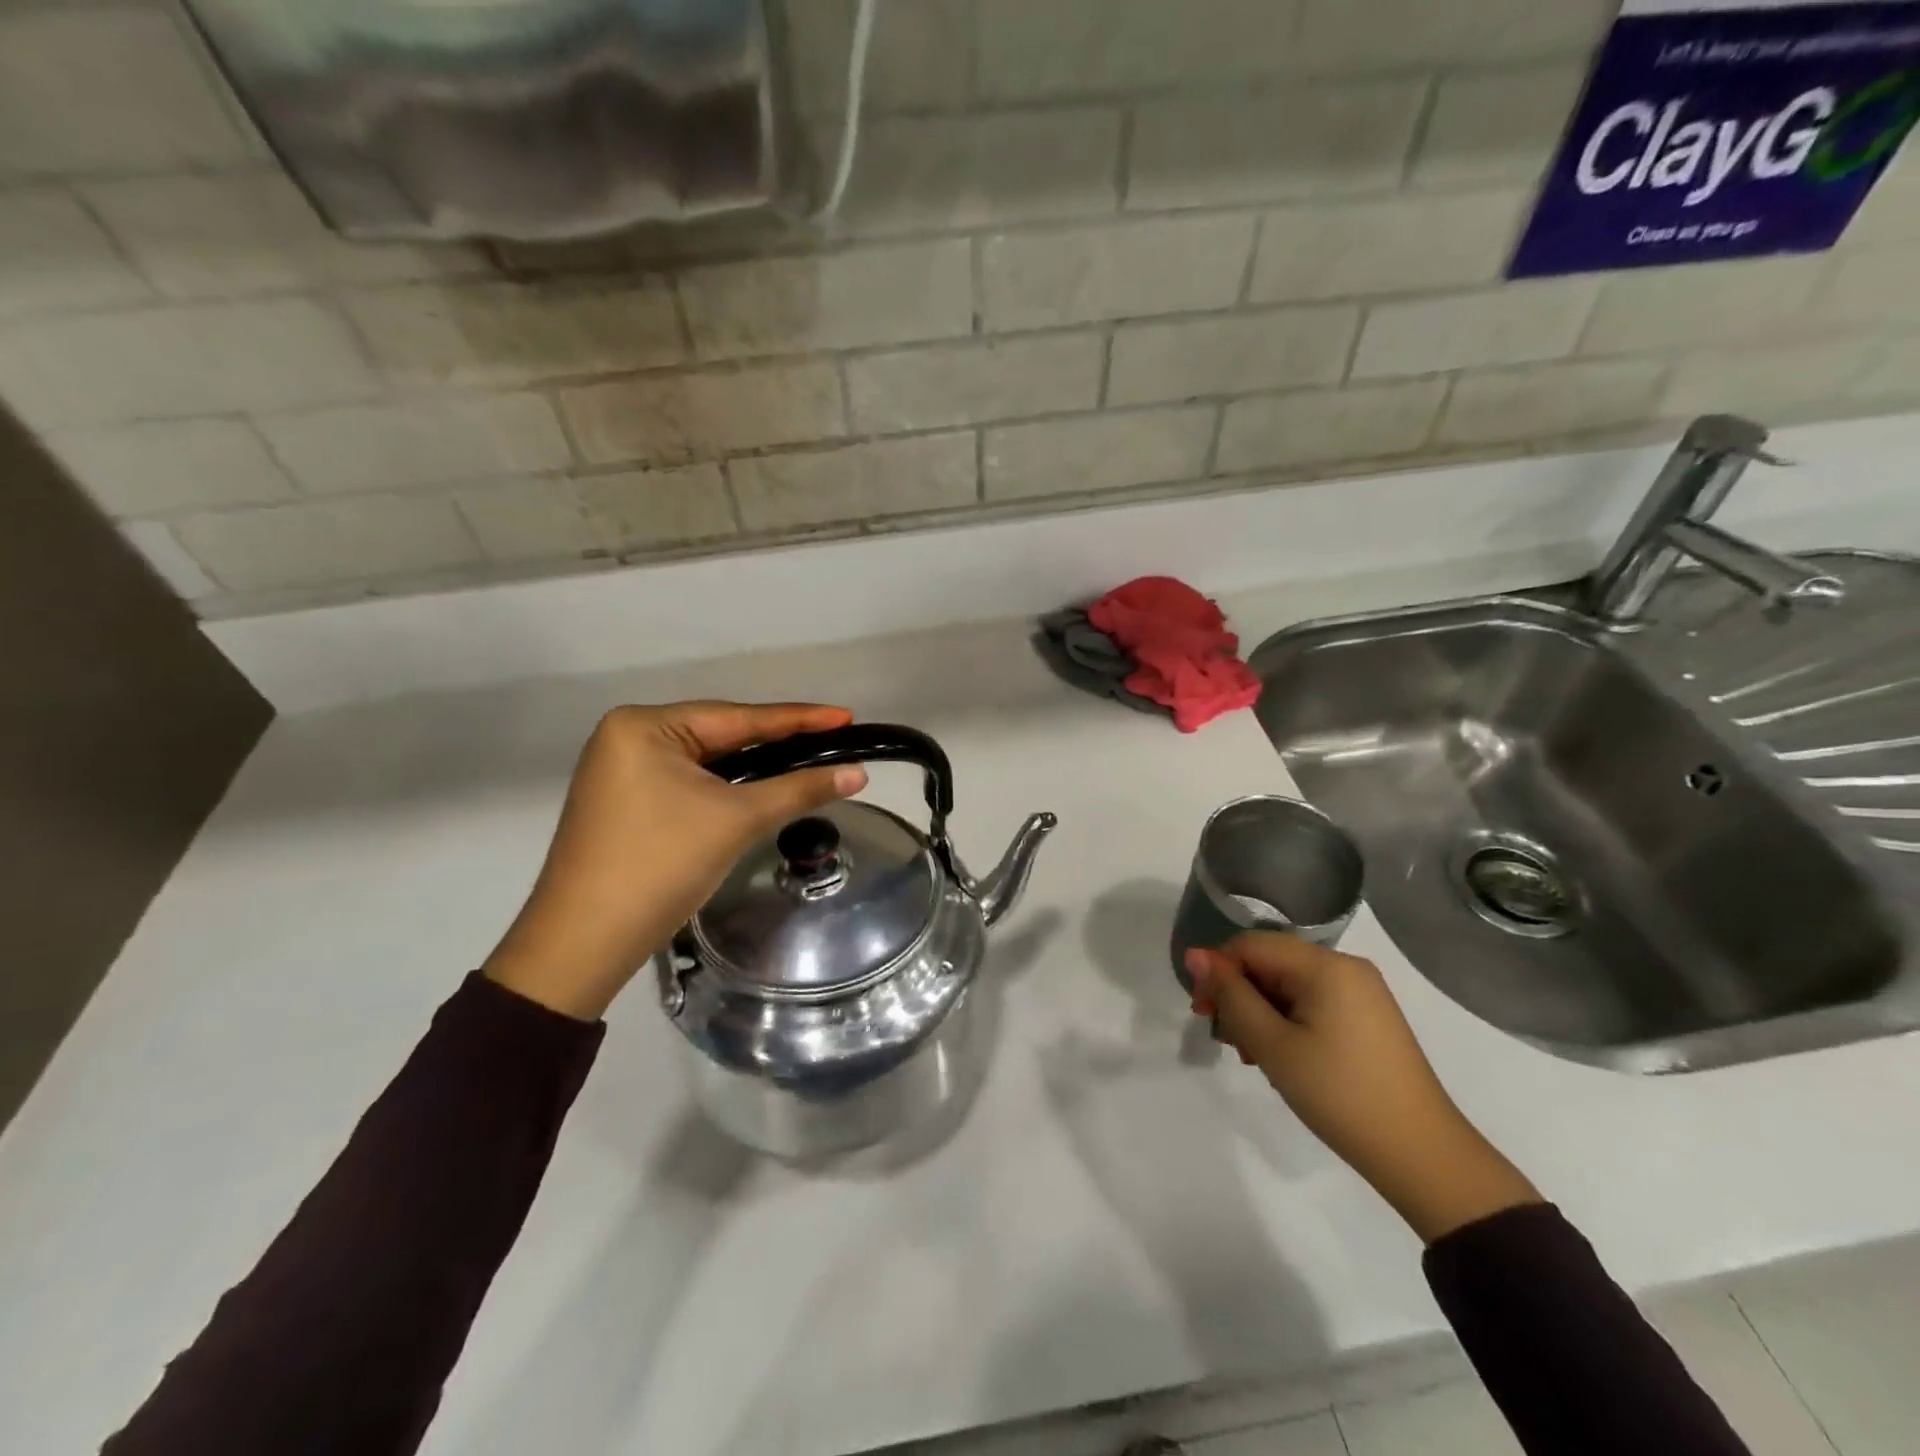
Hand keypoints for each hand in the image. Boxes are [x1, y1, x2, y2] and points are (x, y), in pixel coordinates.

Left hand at [484, 701, 867, 1020]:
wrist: (582, 944)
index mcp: (644, 726)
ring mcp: (622, 771)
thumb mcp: (736, 820)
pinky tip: (760, 788)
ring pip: (707, 762)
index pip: (738, 717)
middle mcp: (628, 737)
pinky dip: (727, 788)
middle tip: (833, 741)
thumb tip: (858, 774)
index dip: (799, 719)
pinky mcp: (626, 803)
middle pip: (721, 735)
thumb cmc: (659, 866)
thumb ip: (798, 789)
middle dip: (777, 743)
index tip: (845, 717)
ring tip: (808, 760)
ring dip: (755, 767)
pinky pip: (689, 783)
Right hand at [1186, 933, 1538, 1241]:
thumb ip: (1231, 995)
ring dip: (1260, 1012)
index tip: (1201, 1012)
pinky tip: (1280, 1057)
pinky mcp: (1368, 1017)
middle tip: (1225, 1040)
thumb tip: (1195, 955)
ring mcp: (1361, 992)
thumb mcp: (1273, 1045)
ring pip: (1289, 985)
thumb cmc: (1340, 1094)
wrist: (1423, 1156)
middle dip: (1239, 995)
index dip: (1217, 971)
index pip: (1251, 945)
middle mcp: (1345, 967)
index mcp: (1325, 965)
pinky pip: (1312, 1003)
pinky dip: (1287, 1022)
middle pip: (1270, 963)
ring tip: (1252, 1056)